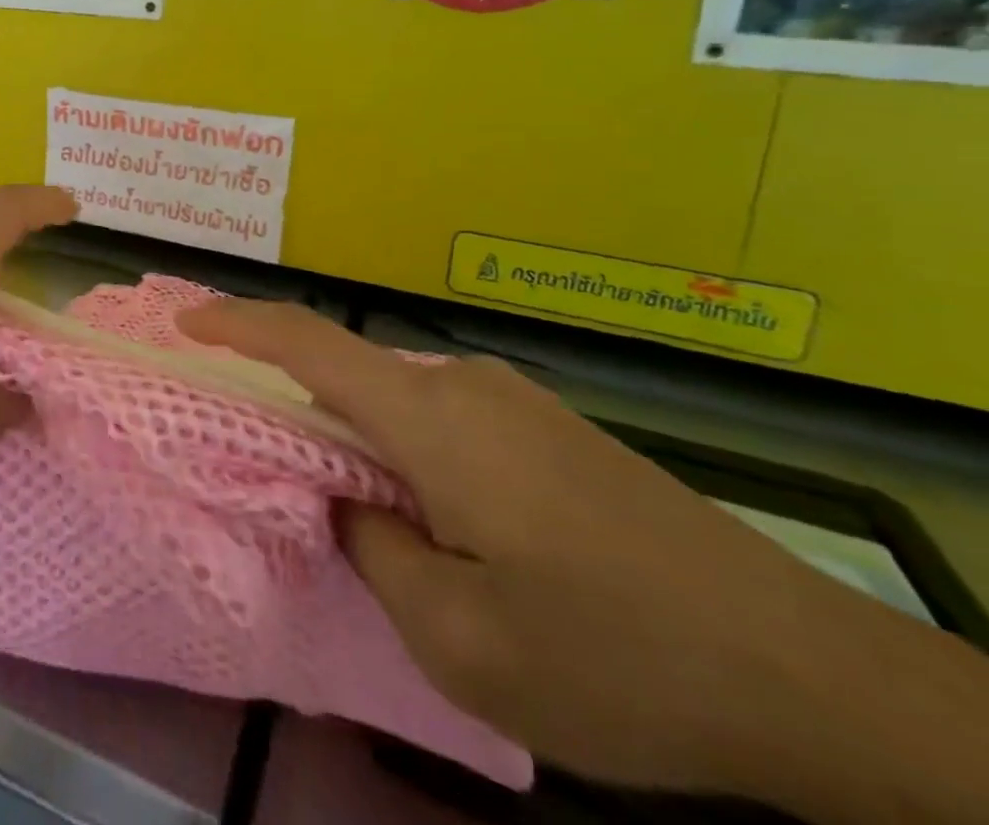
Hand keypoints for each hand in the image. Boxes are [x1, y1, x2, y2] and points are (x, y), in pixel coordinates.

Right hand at [177, 301, 988, 821]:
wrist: (812, 675)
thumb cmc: (614, 654)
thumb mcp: (462, 640)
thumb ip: (374, 552)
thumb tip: (348, 502)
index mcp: (430, 417)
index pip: (307, 342)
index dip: (237, 323)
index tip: (183, 321)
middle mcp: (462, 384)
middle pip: (349, 374)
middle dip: (294, 406)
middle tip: (263, 461)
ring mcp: (512, 402)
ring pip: (397, 402)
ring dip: (357, 440)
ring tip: (353, 507)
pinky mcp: (547, 428)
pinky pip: (443, 420)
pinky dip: (405, 450)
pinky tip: (435, 518)